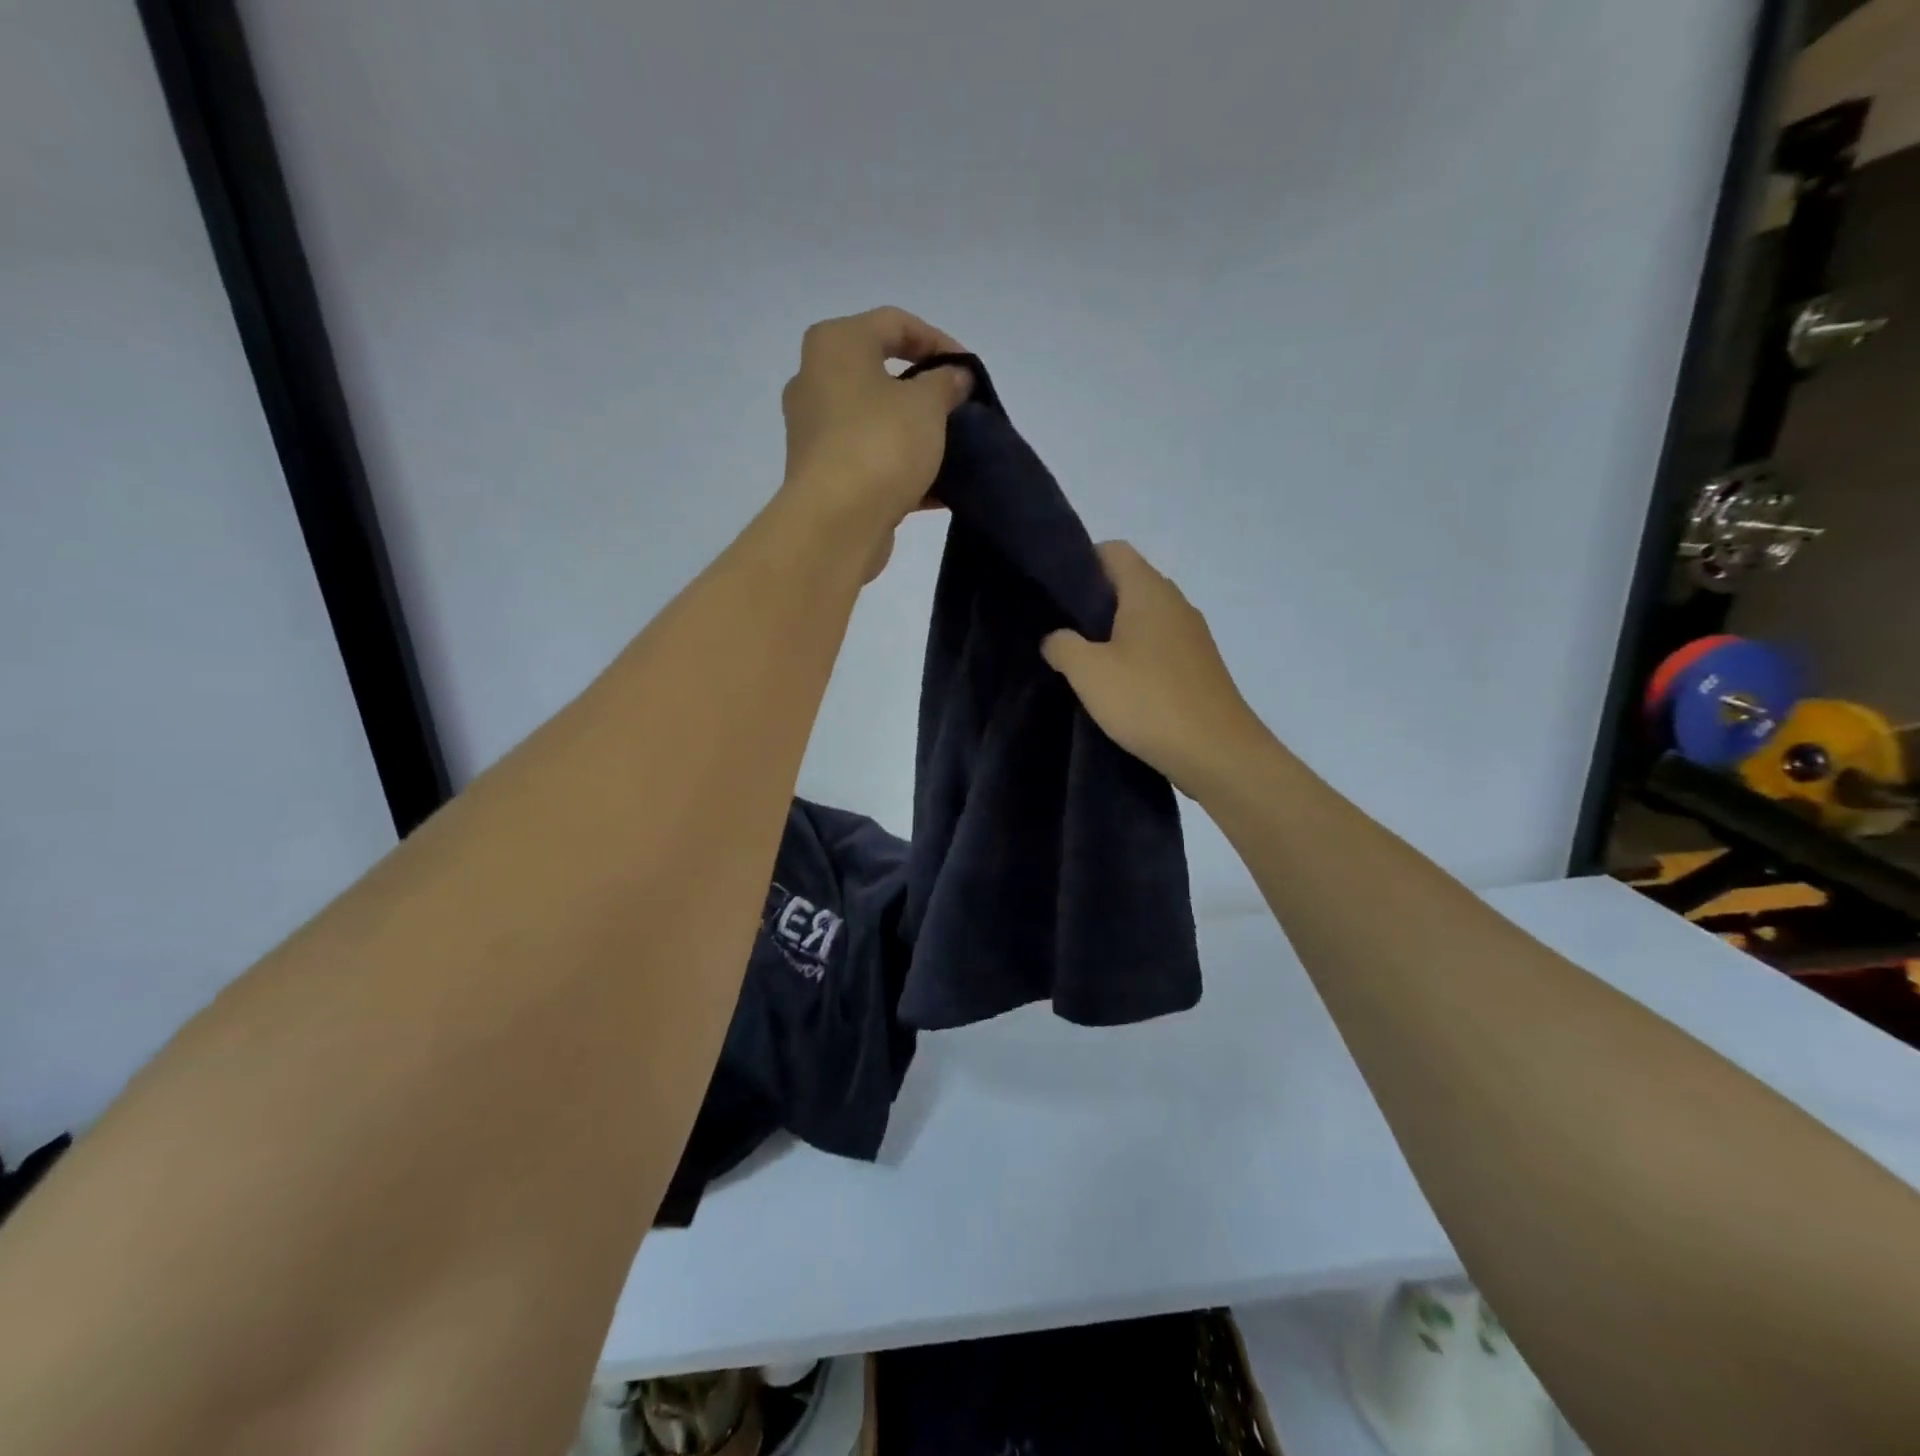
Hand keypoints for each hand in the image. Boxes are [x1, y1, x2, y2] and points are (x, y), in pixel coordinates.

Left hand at [778, 308, 972, 570]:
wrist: (836, 523)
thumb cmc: (880, 445)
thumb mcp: (927, 404)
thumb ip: (946, 382)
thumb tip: (954, 377)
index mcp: (836, 345)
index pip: (894, 323)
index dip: (939, 341)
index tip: (969, 372)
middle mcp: (815, 381)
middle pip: (880, 373)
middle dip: (925, 391)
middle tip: (959, 409)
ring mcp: (816, 431)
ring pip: (876, 422)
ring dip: (915, 434)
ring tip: (953, 449)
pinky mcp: (823, 475)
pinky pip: (871, 460)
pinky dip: (902, 470)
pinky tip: (939, 490)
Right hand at [1041, 541, 1270, 796]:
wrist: (1217, 753)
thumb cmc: (1148, 701)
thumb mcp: (1089, 672)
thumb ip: (1062, 645)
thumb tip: (1055, 638)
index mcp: (1149, 591)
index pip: (1113, 550)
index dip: (1081, 561)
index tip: (1055, 592)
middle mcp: (1176, 603)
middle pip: (1129, 584)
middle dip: (1093, 602)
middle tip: (1061, 630)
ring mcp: (1193, 636)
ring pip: (1144, 618)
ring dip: (1114, 633)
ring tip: (1085, 662)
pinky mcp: (1199, 666)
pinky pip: (1160, 646)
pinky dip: (1136, 656)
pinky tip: (1118, 687)